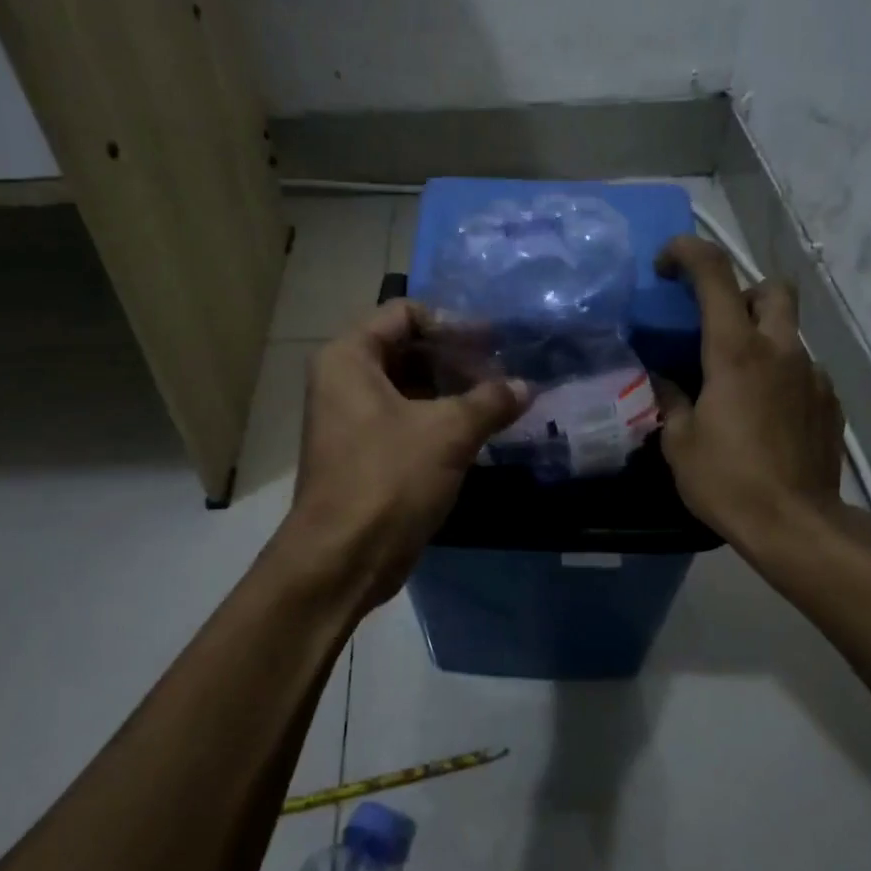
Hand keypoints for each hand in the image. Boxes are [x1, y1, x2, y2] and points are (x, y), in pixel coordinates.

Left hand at [280, 300, 526, 611]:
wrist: (343, 557)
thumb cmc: (389, 478)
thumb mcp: (448, 432)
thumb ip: (491, 400)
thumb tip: (527, 385)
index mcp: (350, 357)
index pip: (405, 313)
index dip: (452, 323)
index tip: (493, 343)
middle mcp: (345, 379)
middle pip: (408, 348)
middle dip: (457, 358)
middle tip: (503, 372)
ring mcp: (353, 417)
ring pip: (411, 385)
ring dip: (454, 390)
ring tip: (500, 400)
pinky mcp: (366, 451)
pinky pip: (408, 418)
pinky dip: (442, 418)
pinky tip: (481, 429)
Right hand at [654, 236, 845, 545]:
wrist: (795, 525)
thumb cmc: (727, 480)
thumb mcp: (678, 442)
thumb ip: (669, 400)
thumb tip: (664, 380)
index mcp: (736, 351)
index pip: (714, 274)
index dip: (687, 253)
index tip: (665, 263)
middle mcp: (780, 350)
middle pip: (772, 289)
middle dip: (743, 293)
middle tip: (717, 325)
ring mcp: (811, 375)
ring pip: (788, 332)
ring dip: (761, 340)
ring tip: (736, 384)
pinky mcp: (829, 402)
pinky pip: (801, 370)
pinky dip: (779, 376)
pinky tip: (764, 415)